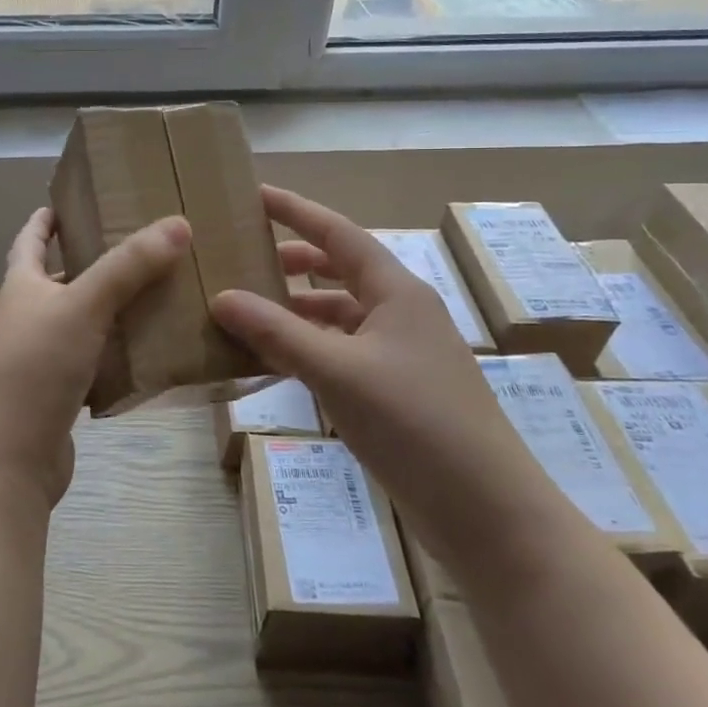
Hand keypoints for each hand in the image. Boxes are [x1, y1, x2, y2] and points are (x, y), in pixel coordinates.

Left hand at [0, 208, 191, 502]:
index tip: (66, 201)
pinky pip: (95, 363)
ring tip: (158, 291)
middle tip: (138, 246)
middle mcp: (27, 319)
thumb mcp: (81, 306)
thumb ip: (128, 266)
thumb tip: (178, 223)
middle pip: (60, 281)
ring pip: (82, 323)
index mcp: (22, 287)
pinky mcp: (59, 397)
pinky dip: (119, 353)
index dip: (44, 220)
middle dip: (92, 263)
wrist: (5, 460)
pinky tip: (151, 348)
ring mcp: (41, 361)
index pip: (29, 240)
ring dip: (112, 309)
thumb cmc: (34, 368)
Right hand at [210, 186, 535, 536]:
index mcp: (395, 291)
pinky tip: (276, 363)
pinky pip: (342, 352)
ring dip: (296, 310)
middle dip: (292, 261)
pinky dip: (308, 349)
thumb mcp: (338, 371)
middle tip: (244, 259)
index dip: (295, 211)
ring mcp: (401, 353)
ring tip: (248, 314)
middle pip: (339, 270)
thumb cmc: (415, 423)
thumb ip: (277, 332)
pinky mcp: (397, 391)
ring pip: (339, 315)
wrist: (486, 511)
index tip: (253, 195)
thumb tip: (221, 296)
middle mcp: (400, 313)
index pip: (337, 233)